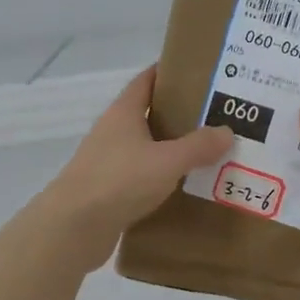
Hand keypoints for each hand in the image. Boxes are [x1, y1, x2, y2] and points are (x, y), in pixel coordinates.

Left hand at [40, 66, 232, 267]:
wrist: (74, 227)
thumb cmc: (119, 181)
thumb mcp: (167, 161)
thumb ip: (198, 146)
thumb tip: (226, 132)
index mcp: (124, 112)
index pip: (147, 80)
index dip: (170, 73)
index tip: (200, 74)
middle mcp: (113, 132)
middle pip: (149, 114)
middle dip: (180, 114)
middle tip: (216, 117)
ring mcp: (108, 161)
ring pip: (146, 148)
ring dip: (172, 149)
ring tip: (208, 153)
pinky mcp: (108, 190)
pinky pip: (141, 177)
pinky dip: (162, 178)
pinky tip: (185, 187)